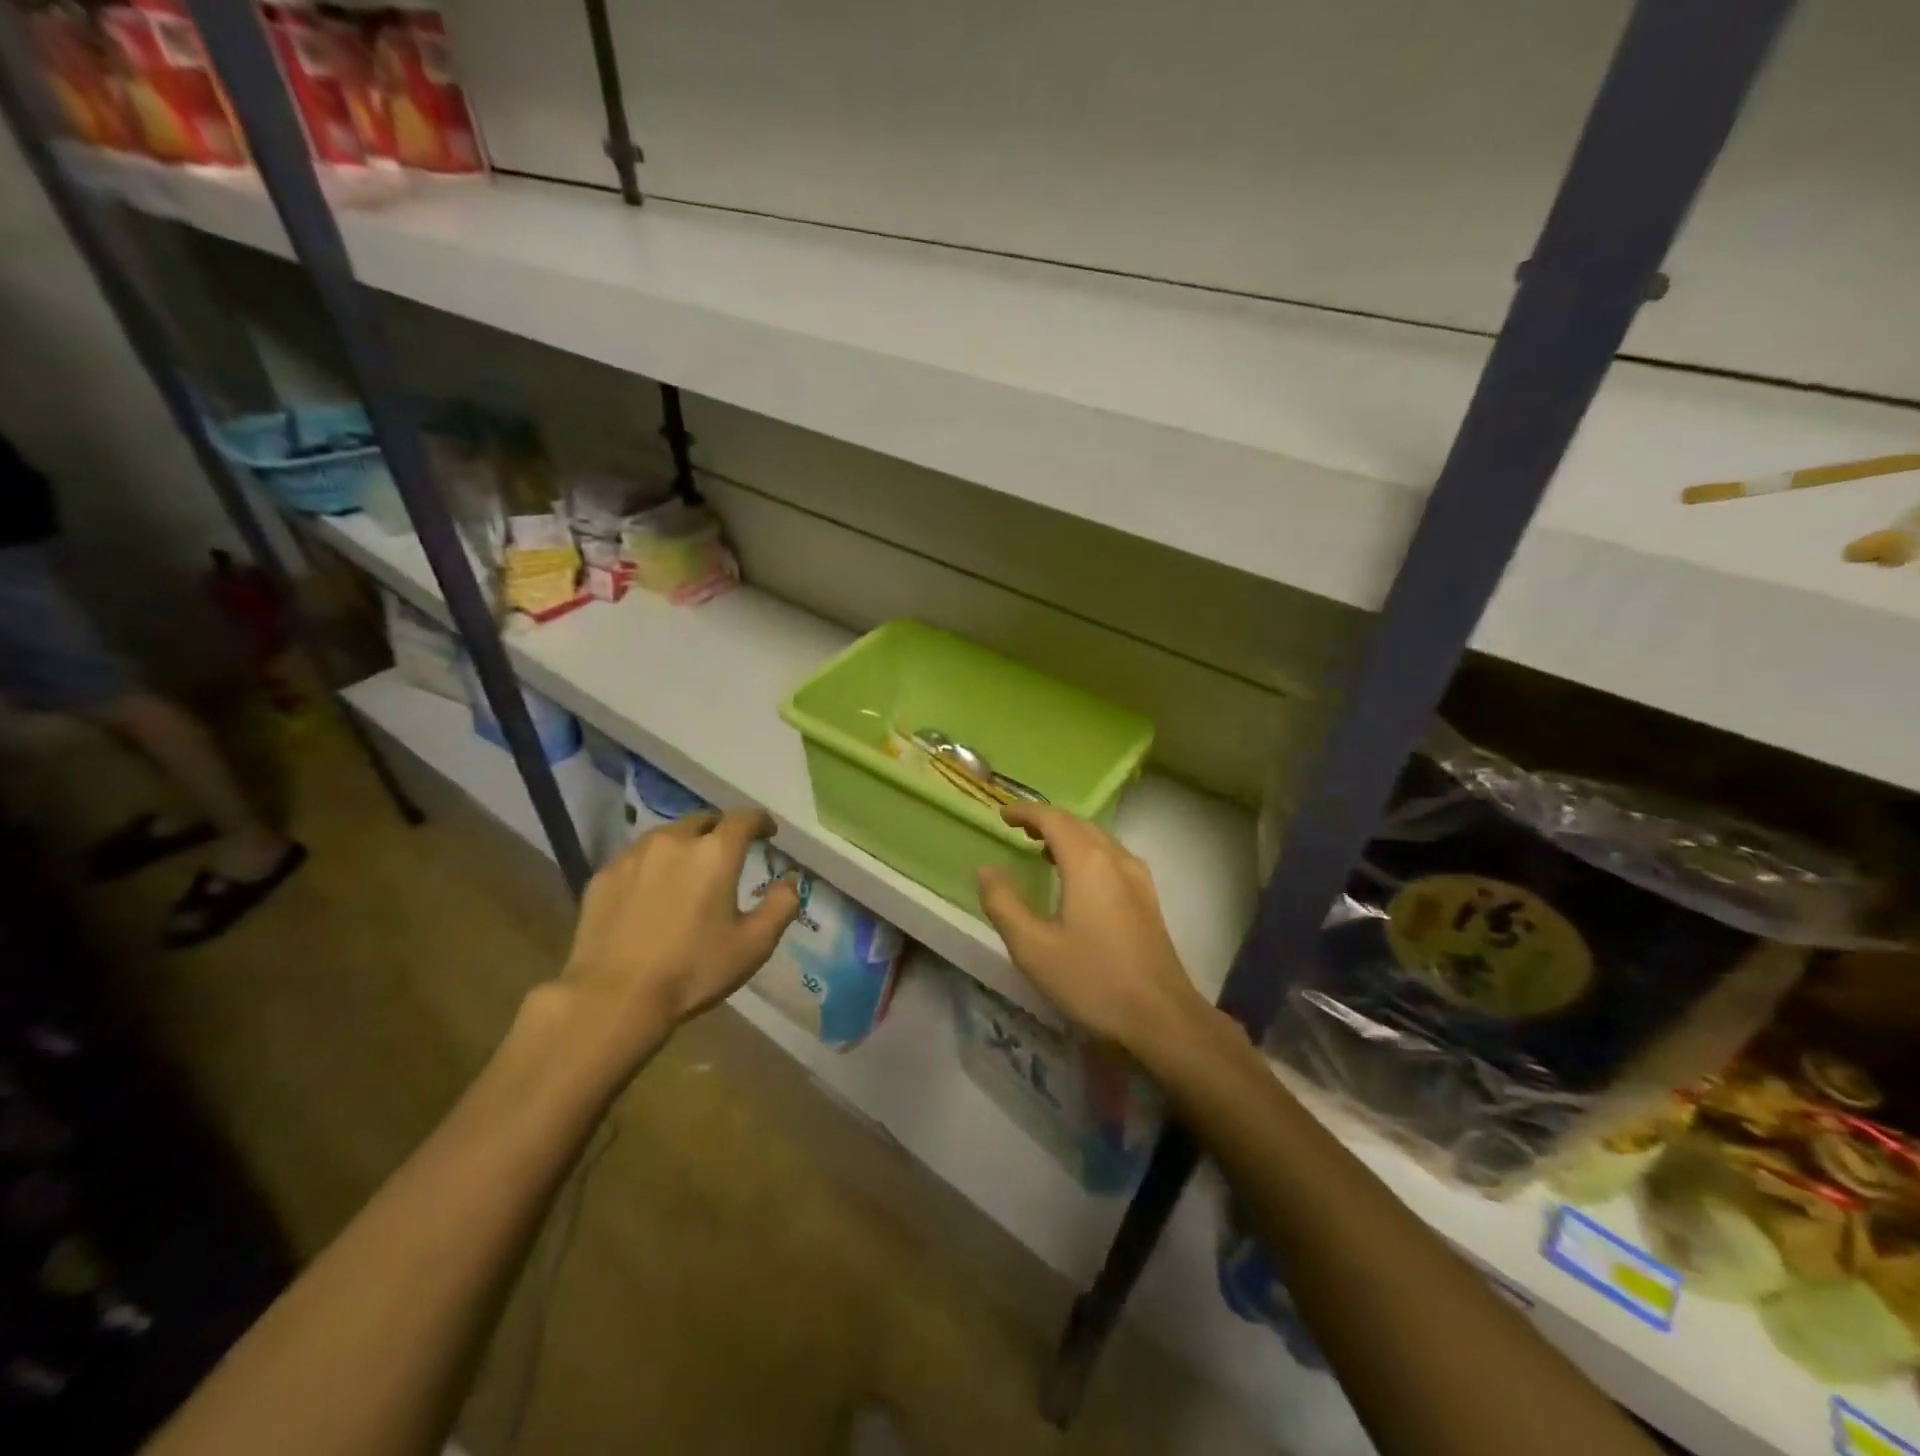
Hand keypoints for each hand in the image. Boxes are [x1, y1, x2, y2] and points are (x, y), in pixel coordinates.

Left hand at [553, 808, 799, 1068]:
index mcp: (715, 852)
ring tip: (688, 870)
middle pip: (703, 821)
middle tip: (728, 854)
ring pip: (667, 836)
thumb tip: (790, 880)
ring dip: (685, 845)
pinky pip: (636, 858)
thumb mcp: (754, 945)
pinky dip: (653, 865)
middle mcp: (674, 841)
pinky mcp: (603, 876)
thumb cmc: (693, 969)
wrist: (613, 998)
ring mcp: (633, 855)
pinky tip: (652, 892)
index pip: (744, 818)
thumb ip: (781, 905)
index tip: (768, 833)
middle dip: (720, 831)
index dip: (760, 821)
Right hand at [976, 805, 1205, 1052]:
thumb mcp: (1033, 948)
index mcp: (1087, 863)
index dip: (1025, 812)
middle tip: (1018, 830)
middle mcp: (1116, 859)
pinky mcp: (1148, 899)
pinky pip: (1112, 857)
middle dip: (1047, 820)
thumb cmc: (1093, 981)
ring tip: (1042, 850)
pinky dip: (1087, 852)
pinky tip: (1078, 879)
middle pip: (1078, 824)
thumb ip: (1004, 904)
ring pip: (1099, 839)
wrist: (1163, 1018)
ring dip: (1069, 836)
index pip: (1053, 819)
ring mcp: (1138, 878)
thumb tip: (987, 870)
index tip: (1002, 815)